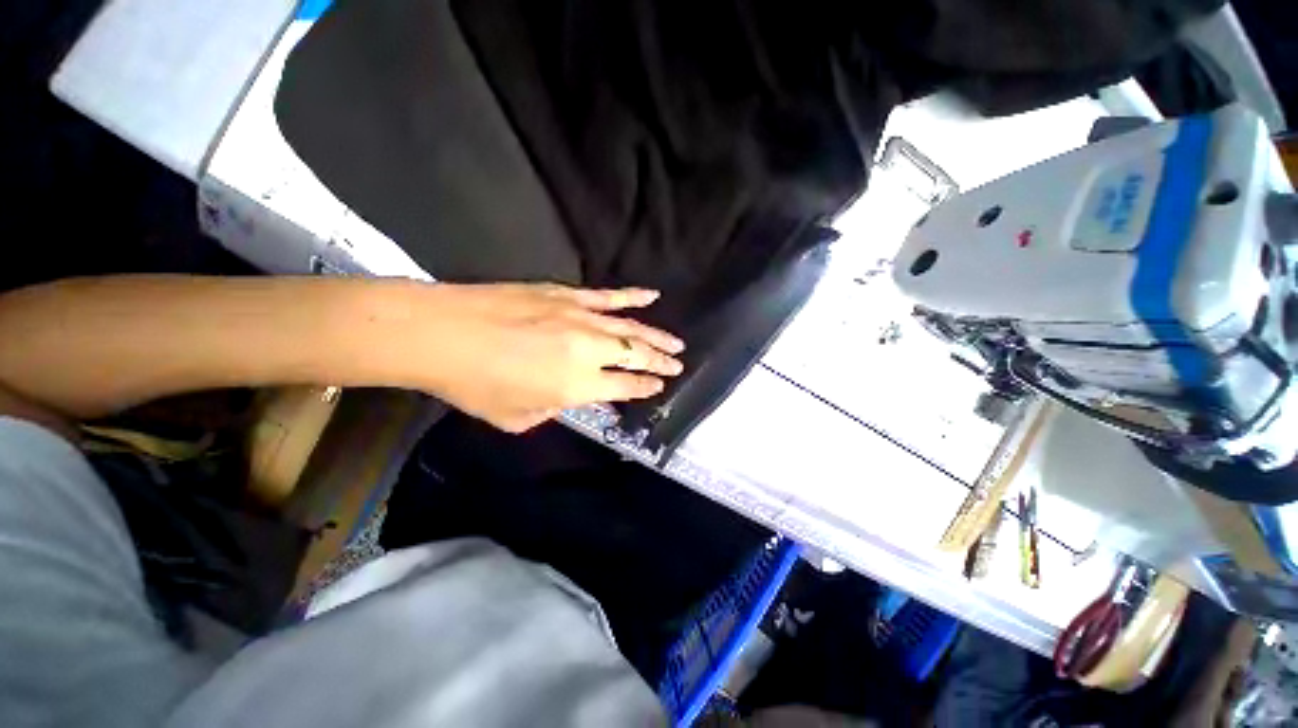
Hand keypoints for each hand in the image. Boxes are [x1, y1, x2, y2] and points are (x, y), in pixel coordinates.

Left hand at [422, 283, 684, 431]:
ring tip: (676, 344)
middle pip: (636, 354)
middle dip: (660, 362)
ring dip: (657, 336)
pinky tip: (652, 297)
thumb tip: (571, 396)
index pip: (625, 385)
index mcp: (578, 384)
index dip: (645, 387)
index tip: (658, 387)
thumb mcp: (517, 417)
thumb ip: (554, 409)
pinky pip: (608, 297)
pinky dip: (633, 297)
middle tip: (678, 365)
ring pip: (631, 326)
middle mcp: (588, 349)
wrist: (441, 332)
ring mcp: (580, 317)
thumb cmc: (474, 384)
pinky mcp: (567, 295)